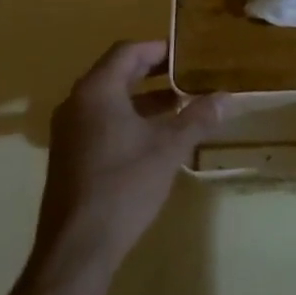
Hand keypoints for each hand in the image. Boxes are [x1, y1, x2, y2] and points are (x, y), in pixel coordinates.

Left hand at [32, 40, 223, 278]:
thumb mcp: (168, 148)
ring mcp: (68, 130)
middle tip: (187, 76)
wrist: (78, 246)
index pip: (127, 51)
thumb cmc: (124, 185)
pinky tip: (153, 138)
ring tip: (178, 106)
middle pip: (116, 73)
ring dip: (141, 98)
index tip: (187, 54)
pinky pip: (100, 121)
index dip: (158, 49)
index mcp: (97, 90)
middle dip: (152, 73)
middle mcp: (76, 102)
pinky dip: (127, 119)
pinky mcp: (68, 154)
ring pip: (108, 100)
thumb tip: (227, 97)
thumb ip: (197, 118)